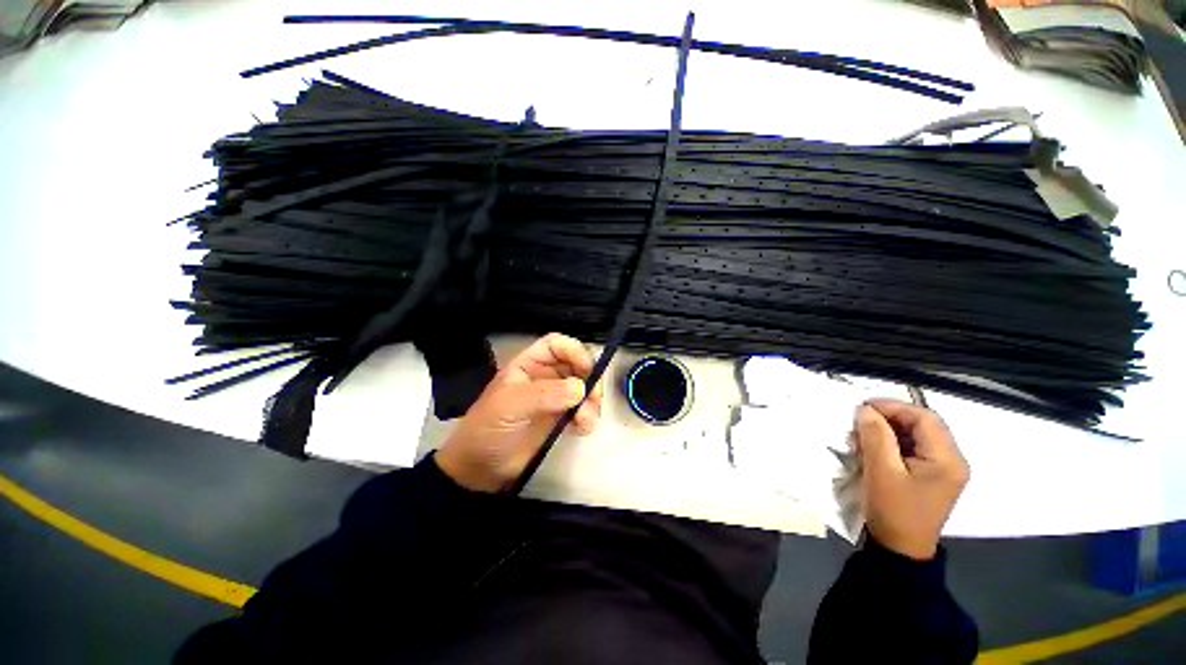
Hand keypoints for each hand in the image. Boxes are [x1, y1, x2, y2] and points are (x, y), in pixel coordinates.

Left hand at [436, 334, 605, 492]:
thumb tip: (580, 388)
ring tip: (584, 420)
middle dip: (590, 377)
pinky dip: (588, 417)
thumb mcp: (510, 406)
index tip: (587, 369)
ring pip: (584, 387)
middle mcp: (545, 377)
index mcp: (528, 365)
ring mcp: (555, 398)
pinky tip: (581, 428)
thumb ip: (544, 394)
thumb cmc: (488, 429)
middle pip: (577, 364)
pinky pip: (583, 410)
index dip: (574, 351)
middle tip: (595, 396)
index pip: (557, 345)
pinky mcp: (561, 419)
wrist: (480, 470)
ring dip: (592, 401)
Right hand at [854, 399, 969, 559]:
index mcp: (947, 460)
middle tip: (859, 421)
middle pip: (922, 424)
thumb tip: (865, 410)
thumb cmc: (893, 511)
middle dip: (889, 418)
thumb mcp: (881, 471)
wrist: (900, 550)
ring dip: (888, 430)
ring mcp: (943, 469)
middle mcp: (952, 460)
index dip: (893, 407)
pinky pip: (912, 448)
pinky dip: (891, 443)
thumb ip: (875, 436)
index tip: (862, 407)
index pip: (924, 418)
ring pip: (916, 435)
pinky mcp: (930, 475)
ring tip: (861, 437)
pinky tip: (872, 449)